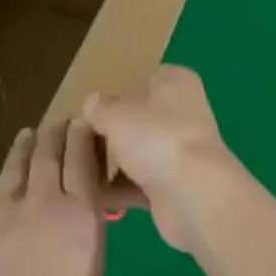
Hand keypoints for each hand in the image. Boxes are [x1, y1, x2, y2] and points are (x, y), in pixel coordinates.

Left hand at [0, 123, 106, 275]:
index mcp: (82, 221)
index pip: (84, 163)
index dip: (84, 137)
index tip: (85, 122)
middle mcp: (44, 202)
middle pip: (51, 153)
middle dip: (57, 134)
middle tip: (60, 124)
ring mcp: (2, 207)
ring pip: (16, 161)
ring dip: (25, 143)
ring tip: (29, 132)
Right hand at [84, 66, 240, 252]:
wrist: (195, 198)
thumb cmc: (158, 138)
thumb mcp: (116, 114)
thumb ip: (99, 107)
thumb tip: (91, 105)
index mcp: (176, 82)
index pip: (144, 77)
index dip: (119, 88)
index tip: (92, 104)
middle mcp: (183, 112)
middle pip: (140, 116)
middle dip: (113, 128)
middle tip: (82, 136)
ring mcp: (181, 151)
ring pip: (139, 150)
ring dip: (115, 161)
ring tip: (81, 165)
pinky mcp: (176, 186)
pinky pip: (141, 182)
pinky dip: (121, 188)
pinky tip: (93, 193)